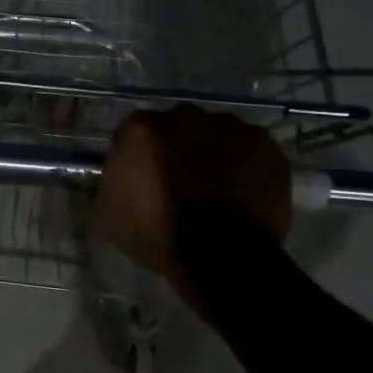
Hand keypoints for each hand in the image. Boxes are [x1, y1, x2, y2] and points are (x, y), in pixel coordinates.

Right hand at [93, 106, 292, 305]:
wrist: (222, 256)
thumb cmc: (158, 235)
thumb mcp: (108, 215)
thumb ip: (110, 183)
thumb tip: (117, 176)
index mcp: (141, 129)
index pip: (133, 134)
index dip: (138, 157)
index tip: (143, 179)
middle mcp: (184, 116)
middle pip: (176, 128)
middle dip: (177, 149)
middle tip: (180, 183)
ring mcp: (229, 126)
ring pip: (215, 135)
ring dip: (212, 154)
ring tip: (216, 190)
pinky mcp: (265, 143)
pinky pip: (249, 149)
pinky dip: (245, 165)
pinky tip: (242, 193)